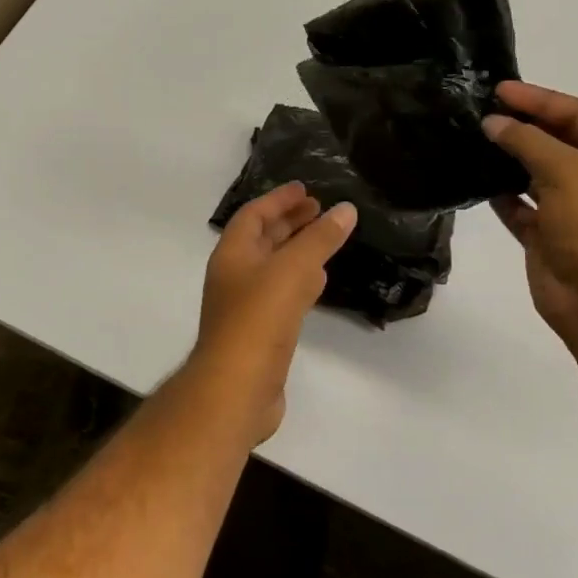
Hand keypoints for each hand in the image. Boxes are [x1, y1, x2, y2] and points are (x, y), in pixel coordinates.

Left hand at [191, 183, 357, 442]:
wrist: (237, 388)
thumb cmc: (258, 319)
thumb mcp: (292, 270)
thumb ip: (319, 239)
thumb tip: (345, 209)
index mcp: (232, 254)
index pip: (253, 214)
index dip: (278, 199)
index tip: (305, 189)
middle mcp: (235, 275)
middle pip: (262, 239)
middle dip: (290, 222)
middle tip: (320, 210)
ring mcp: (245, 306)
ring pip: (274, 267)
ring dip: (297, 250)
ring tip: (326, 238)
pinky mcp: (260, 333)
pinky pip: (282, 295)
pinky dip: (300, 281)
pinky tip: (320, 281)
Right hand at [484, 81, 577, 342]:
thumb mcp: (565, 169)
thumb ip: (526, 140)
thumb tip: (493, 123)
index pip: (577, 114)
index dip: (539, 99)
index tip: (499, 89)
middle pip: (558, 141)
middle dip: (522, 126)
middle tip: (482, 110)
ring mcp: (576, 209)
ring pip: (538, 174)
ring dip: (510, 158)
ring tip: (474, 139)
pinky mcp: (551, 236)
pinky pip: (523, 207)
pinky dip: (504, 195)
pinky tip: (478, 180)